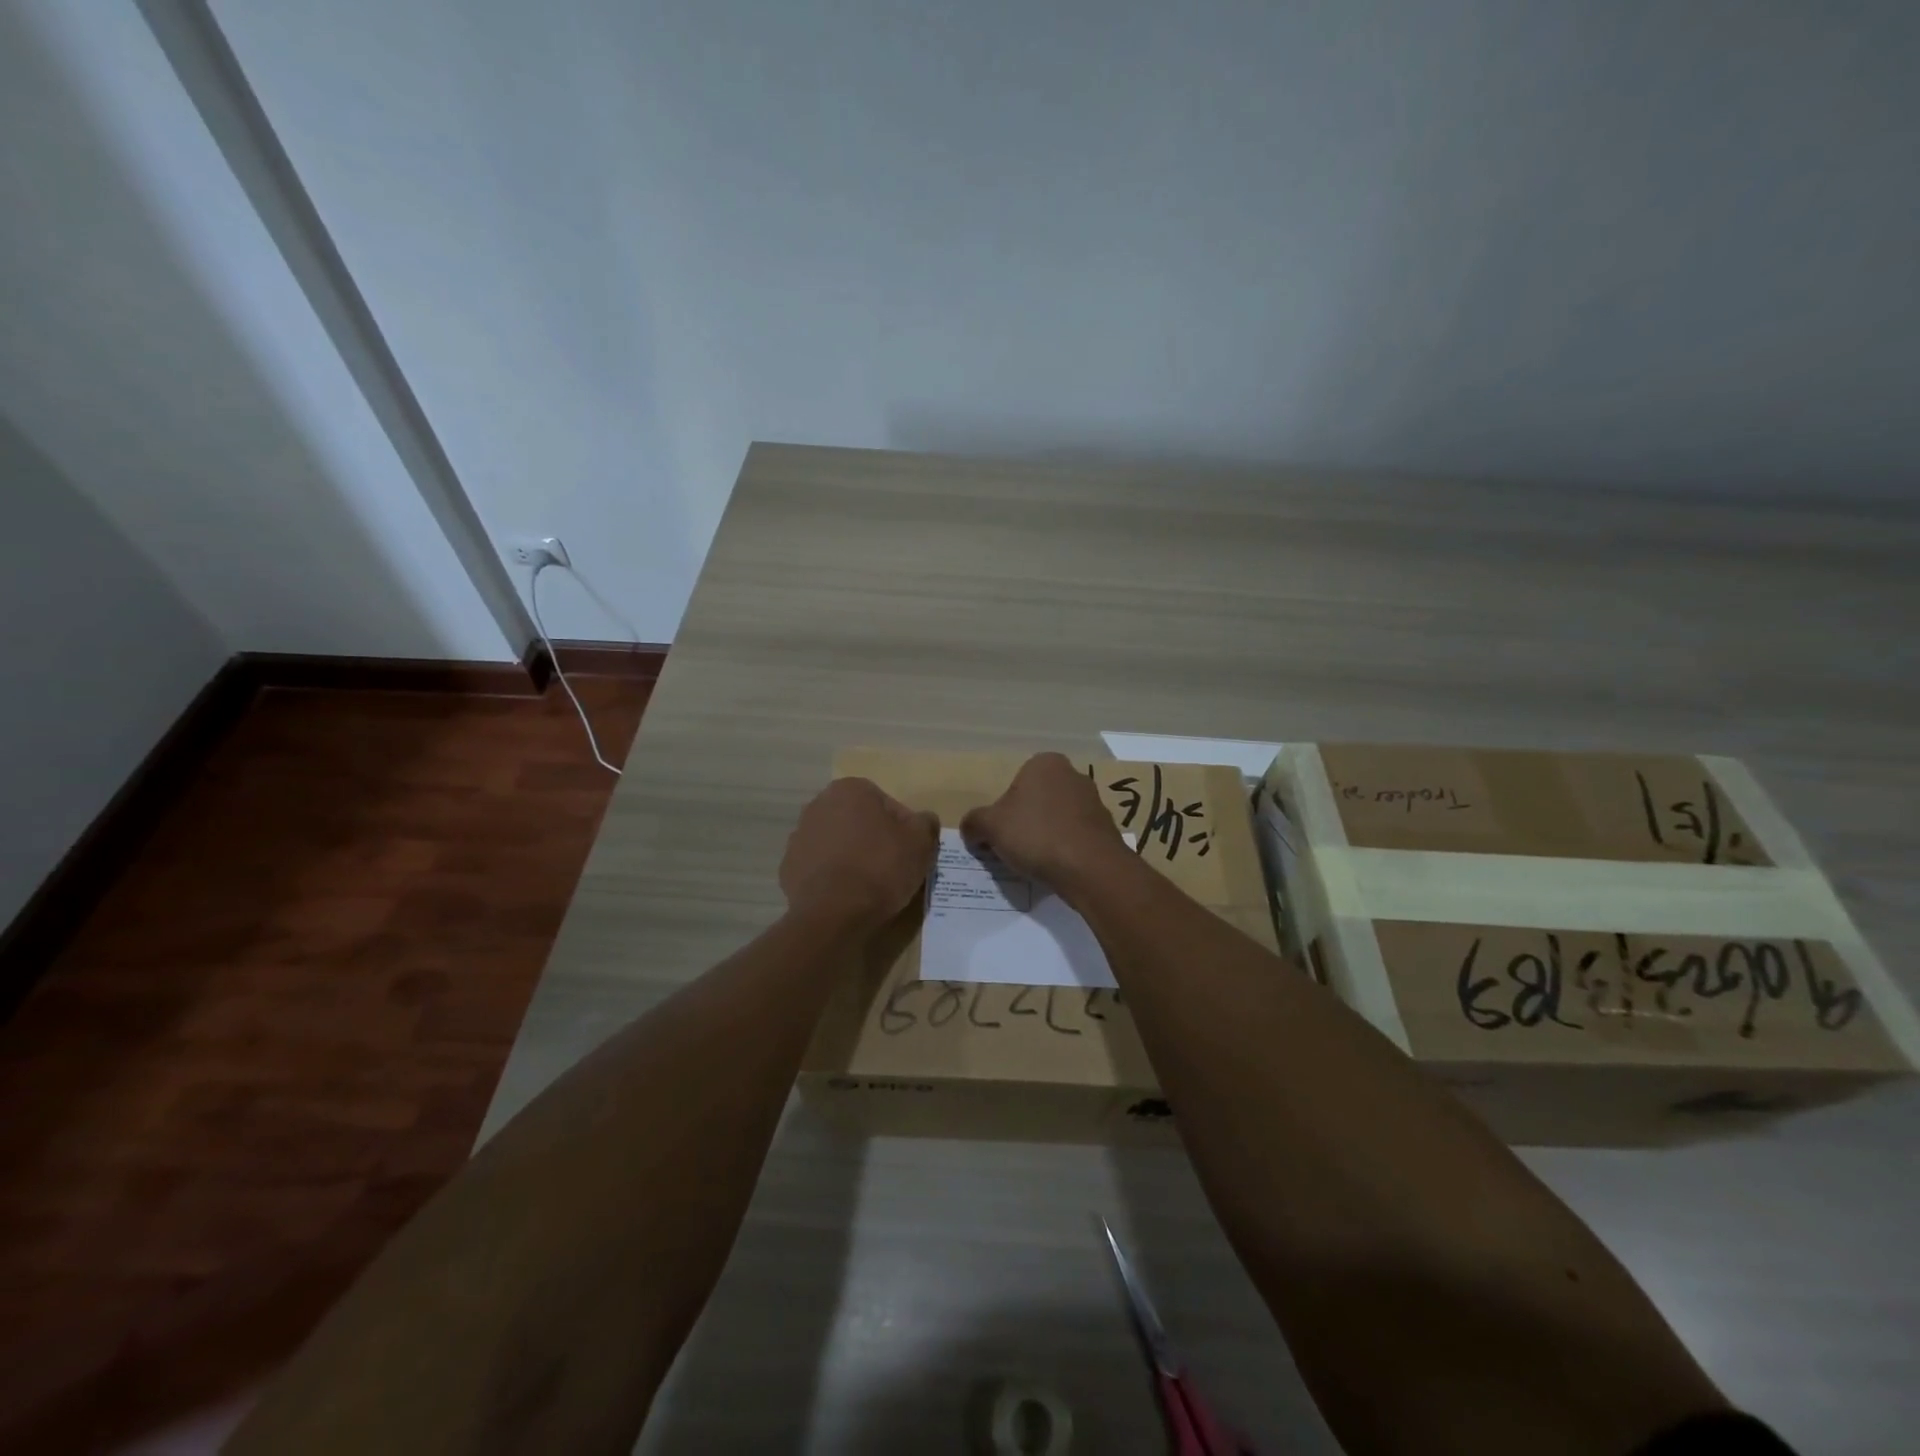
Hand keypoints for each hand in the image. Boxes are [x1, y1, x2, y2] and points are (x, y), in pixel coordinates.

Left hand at [780, 777, 939, 932]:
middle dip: (872, 838)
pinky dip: (831, 876)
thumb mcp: (921, 843)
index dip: (902, 828)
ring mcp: (799, 836)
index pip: (886, 804)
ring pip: (836, 842)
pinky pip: (818, 867)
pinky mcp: (788, 867)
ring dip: (850, 855)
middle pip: (857, 821)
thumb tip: (924, 819)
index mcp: (850, 790)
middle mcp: (818, 804)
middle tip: (891, 867)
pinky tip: (845, 895)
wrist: (835, 913)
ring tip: (868, 885)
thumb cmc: (881, 868)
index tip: (909, 851)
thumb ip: (925, 823)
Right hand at [959, 752, 1129, 897]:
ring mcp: (1094, 802)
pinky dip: (1065, 850)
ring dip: (1045, 836)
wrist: (1090, 868)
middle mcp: (1073, 775)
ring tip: (1035, 862)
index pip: (1014, 784)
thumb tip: (970, 829)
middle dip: (1024, 822)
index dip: (1002, 810)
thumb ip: (974, 822)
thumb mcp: (990, 826)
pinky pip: (1075, 837)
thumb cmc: (1036, 835)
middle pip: (1036, 800)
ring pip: (1057, 819)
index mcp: (1044, 764)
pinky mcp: (1106, 829)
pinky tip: (1057, 868)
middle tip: (1013, 848)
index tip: (998, 834)